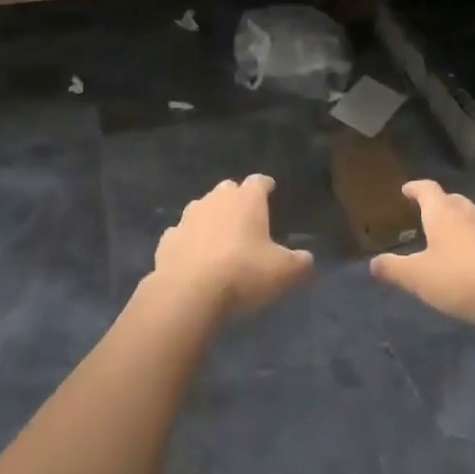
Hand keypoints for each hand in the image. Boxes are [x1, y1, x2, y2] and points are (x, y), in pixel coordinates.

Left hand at [150, 175, 313, 321]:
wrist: (188, 292)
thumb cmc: (243, 273)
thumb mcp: (283, 273)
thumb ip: (300, 264)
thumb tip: (307, 261)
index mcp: (247, 200)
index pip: (259, 181)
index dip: (265, 185)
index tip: (270, 189)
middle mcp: (216, 200)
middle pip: (228, 189)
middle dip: (236, 198)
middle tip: (246, 216)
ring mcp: (188, 217)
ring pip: (202, 208)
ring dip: (211, 217)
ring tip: (219, 236)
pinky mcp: (168, 239)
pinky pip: (182, 233)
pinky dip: (189, 240)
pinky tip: (193, 256)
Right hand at [369, 180, 474, 332]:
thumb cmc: (460, 278)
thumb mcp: (418, 277)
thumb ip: (394, 269)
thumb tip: (374, 263)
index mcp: (443, 212)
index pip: (427, 189)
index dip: (415, 188)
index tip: (406, 190)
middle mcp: (468, 212)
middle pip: (451, 200)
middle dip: (438, 204)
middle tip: (426, 214)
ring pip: (471, 216)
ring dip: (458, 221)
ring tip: (448, 237)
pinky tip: (473, 259)